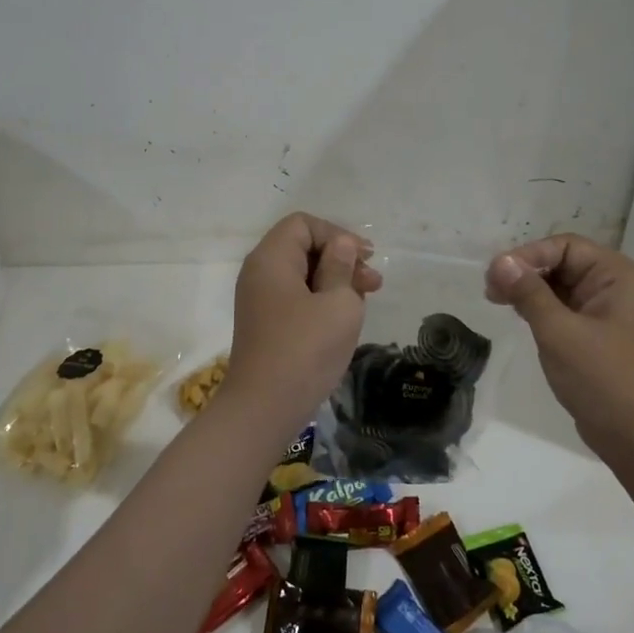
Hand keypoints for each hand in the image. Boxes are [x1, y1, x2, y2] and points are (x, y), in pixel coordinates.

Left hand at [226, 213, 381, 430]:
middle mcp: (259, 273)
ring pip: (302, 274)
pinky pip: (295, 297)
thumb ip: (342, 267)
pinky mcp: (265, 324)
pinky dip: (321, 299)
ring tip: (366, 299)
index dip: (337, 234)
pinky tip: (344, 317)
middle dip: (341, 258)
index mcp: (271, 259)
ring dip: (335, 280)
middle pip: (302, 247)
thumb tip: (341, 245)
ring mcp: (260, 300)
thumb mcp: (338, 303)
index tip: (364, 258)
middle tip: (374, 282)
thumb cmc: (306, 349)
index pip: (303, 224)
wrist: (265, 408)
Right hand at [485, 235, 633, 458]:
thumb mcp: (559, 332)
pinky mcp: (598, 335)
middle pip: (564, 263)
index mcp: (619, 276)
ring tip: (496, 300)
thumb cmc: (603, 379)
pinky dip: (540, 308)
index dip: (529, 255)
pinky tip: (518, 315)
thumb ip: (528, 293)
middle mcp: (617, 287)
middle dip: (526, 271)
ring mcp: (608, 312)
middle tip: (490, 289)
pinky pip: (565, 309)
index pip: (567, 247)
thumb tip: (499, 261)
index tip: (495, 274)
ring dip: (529, 290)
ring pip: (561, 286)